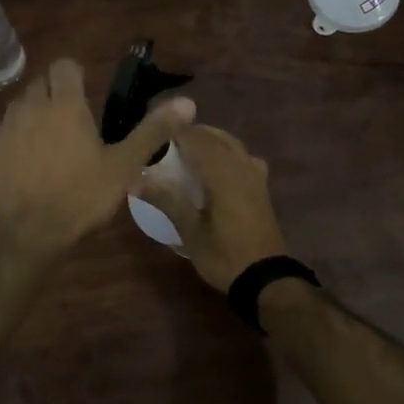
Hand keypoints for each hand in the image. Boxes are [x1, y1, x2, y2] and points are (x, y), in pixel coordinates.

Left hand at [0, 57, 195, 259]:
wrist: (24, 234)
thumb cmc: (79, 197)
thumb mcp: (123, 167)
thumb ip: (152, 131)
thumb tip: (187, 103)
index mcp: (64, 105)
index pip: (65, 66)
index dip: (76, 75)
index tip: (87, 94)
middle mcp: (29, 107)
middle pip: (40, 83)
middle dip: (55, 93)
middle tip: (74, 121)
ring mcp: (4, 128)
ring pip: (20, 106)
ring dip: (34, 114)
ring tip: (51, 143)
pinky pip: (4, 132)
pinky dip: (17, 138)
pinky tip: (28, 164)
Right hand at [132, 124, 289, 292]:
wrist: (266, 279)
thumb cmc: (225, 256)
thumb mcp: (191, 232)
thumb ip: (167, 200)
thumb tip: (136, 178)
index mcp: (223, 174)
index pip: (195, 139)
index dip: (174, 128)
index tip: (151, 124)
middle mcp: (241, 167)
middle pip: (214, 137)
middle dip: (190, 132)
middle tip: (163, 137)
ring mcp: (255, 176)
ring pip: (231, 144)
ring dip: (208, 139)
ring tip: (185, 147)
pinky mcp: (261, 187)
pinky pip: (242, 157)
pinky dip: (226, 152)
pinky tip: (217, 165)